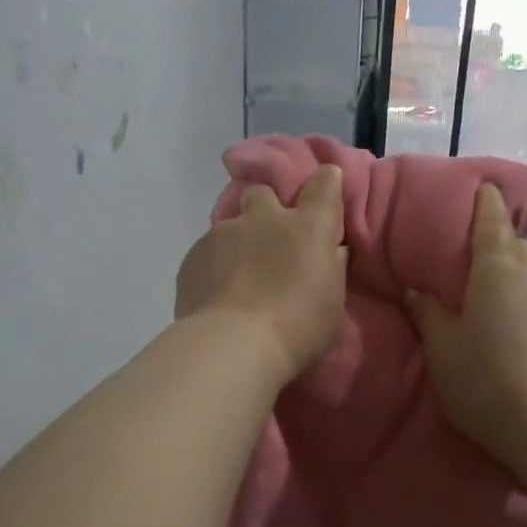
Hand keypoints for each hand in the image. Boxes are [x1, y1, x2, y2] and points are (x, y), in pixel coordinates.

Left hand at [175, 166, 347, 385]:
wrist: (232, 345)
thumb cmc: (298, 328)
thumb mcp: (332, 302)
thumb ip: (331, 267)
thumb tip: (331, 249)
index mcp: (307, 227)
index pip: (323, 184)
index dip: (326, 180)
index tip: (326, 184)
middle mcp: (264, 218)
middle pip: (262, 193)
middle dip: (265, 207)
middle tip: (269, 238)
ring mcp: (223, 233)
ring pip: (230, 225)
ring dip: (236, 242)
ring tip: (237, 278)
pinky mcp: (193, 255)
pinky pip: (206, 252)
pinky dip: (213, 266)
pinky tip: (215, 294)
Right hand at [406, 184, 526, 487]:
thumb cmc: (483, 377)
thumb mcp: (441, 345)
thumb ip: (427, 311)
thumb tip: (416, 288)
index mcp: (497, 271)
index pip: (493, 220)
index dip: (486, 200)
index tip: (481, 185)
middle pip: (516, 244)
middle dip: (498, 236)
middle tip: (471, 241)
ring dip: (510, 272)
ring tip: (486, 285)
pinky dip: (521, 303)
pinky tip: (507, 328)